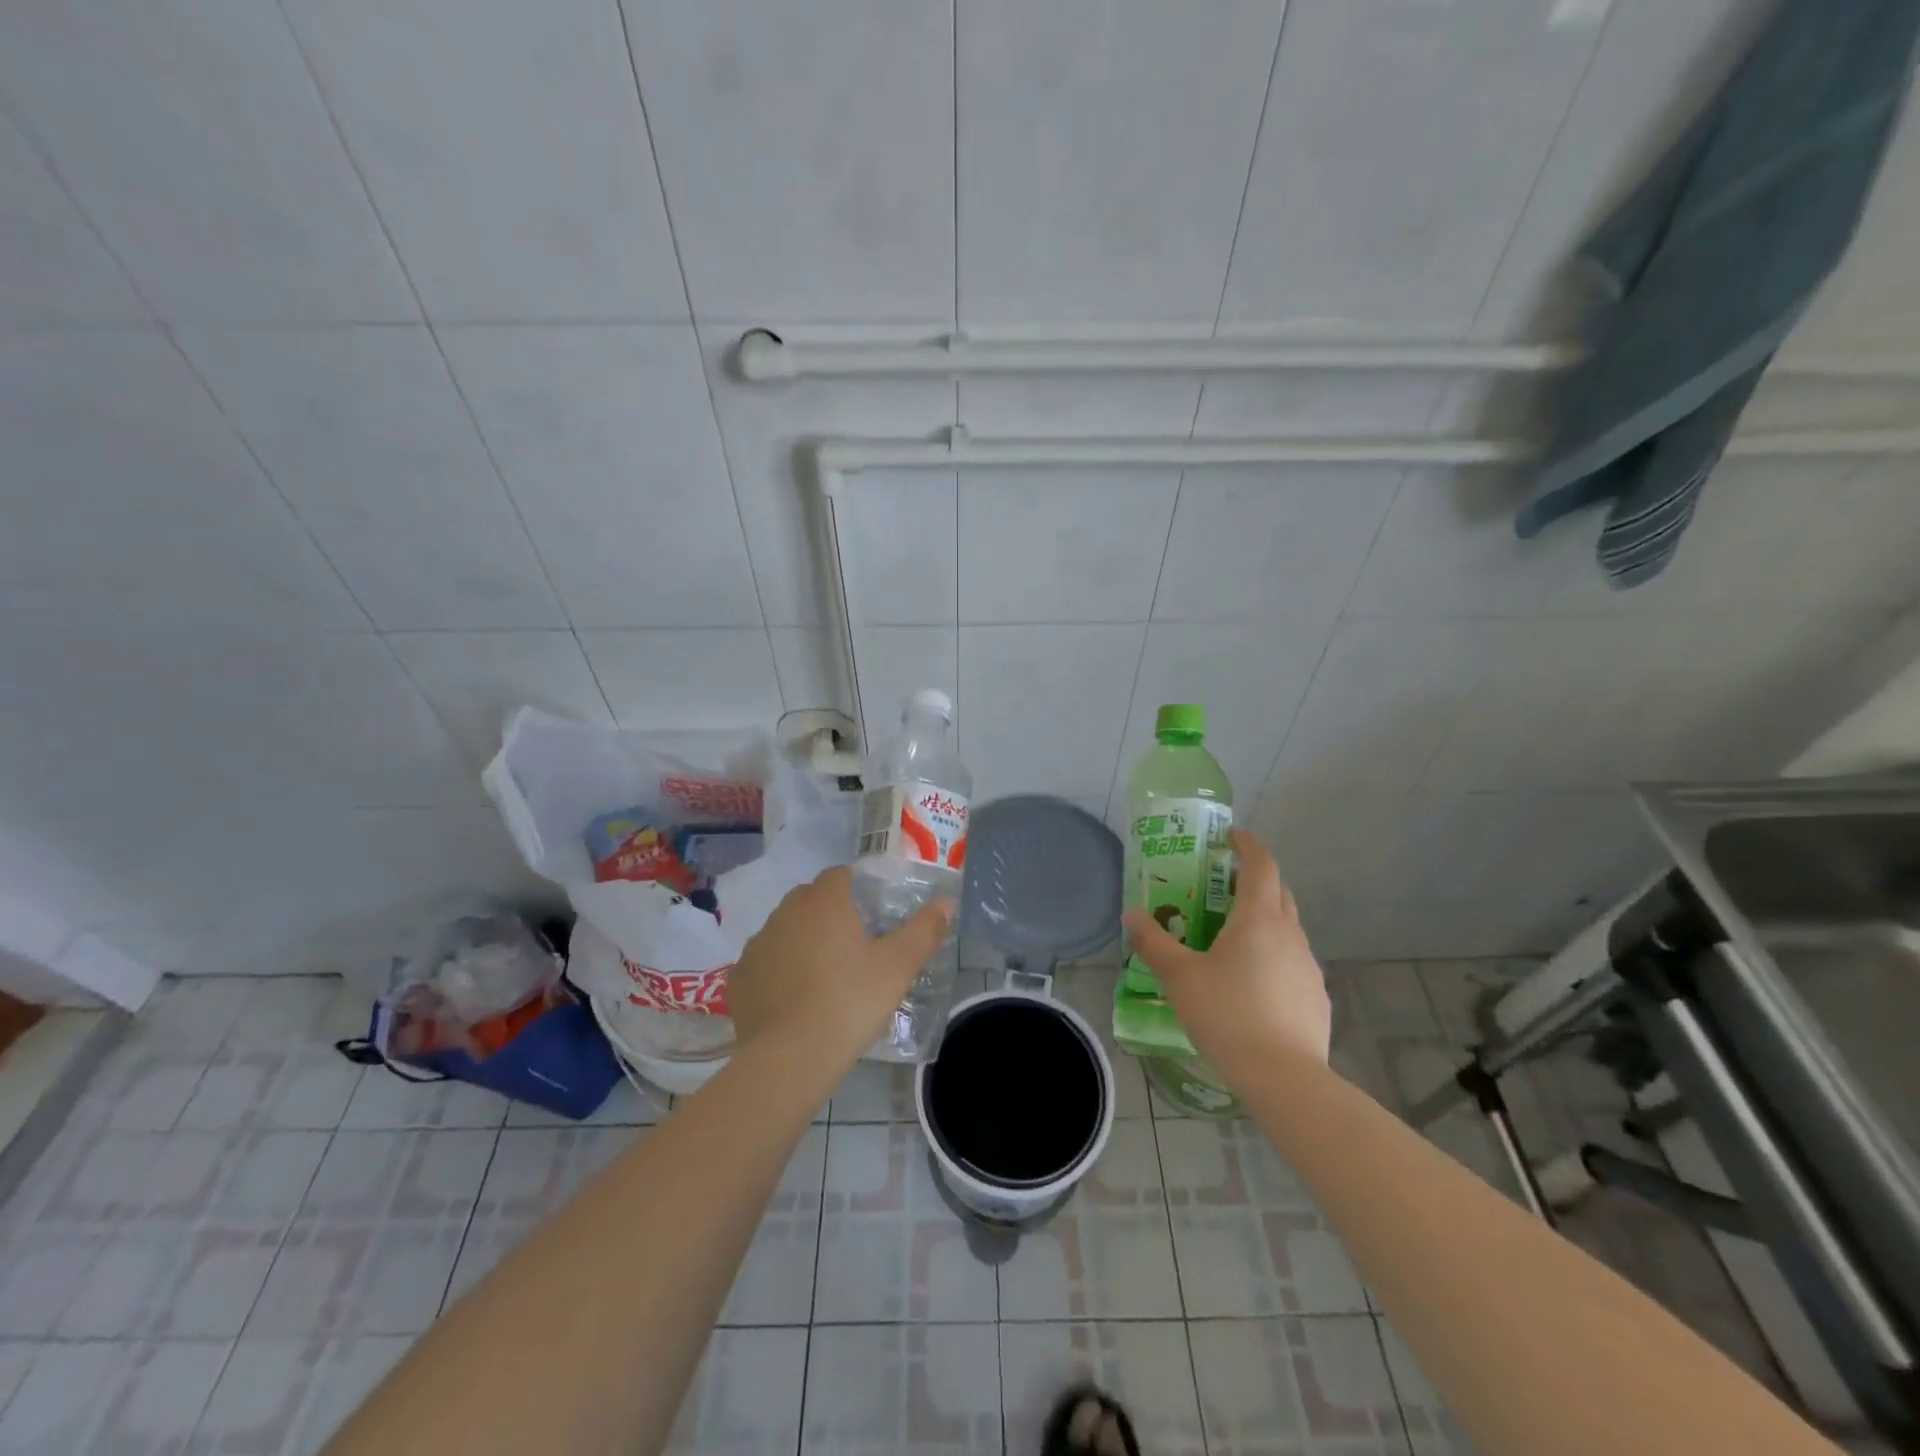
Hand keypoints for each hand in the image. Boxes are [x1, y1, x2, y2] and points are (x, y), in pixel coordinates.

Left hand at [728, 865, 952, 1068]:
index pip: (839, 876)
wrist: (791, 1057)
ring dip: (801, 940)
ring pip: (785, 929)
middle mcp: (786, 912)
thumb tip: (947, 902)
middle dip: (828, 913)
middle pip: (810, 899)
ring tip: (823, 975)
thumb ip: (924, 930)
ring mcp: (758, 944)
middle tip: (852, 946)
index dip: (856, 889)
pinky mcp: (740, 976)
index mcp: (824, 902)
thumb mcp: (898, 966)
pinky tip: (794, 998)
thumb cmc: (851, 1002)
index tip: (871, 915)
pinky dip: (778, 969)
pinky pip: (764, 961)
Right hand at [1122, 829, 1329, 1078]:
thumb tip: (1132, 915)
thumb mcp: (1179, 978)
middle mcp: (1289, 934)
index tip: (1231, 836)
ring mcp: (1308, 967)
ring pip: (1287, 928)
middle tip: (1222, 885)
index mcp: (1258, 919)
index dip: (1247, 844)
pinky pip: (1292, 962)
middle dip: (1254, 879)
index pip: (1261, 865)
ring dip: (1264, 920)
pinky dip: (1273, 956)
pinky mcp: (1315, 997)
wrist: (1284, 1078)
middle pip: (1278, 892)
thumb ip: (1153, 943)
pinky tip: (1253, 984)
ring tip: (1232, 938)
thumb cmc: (1228, 1016)